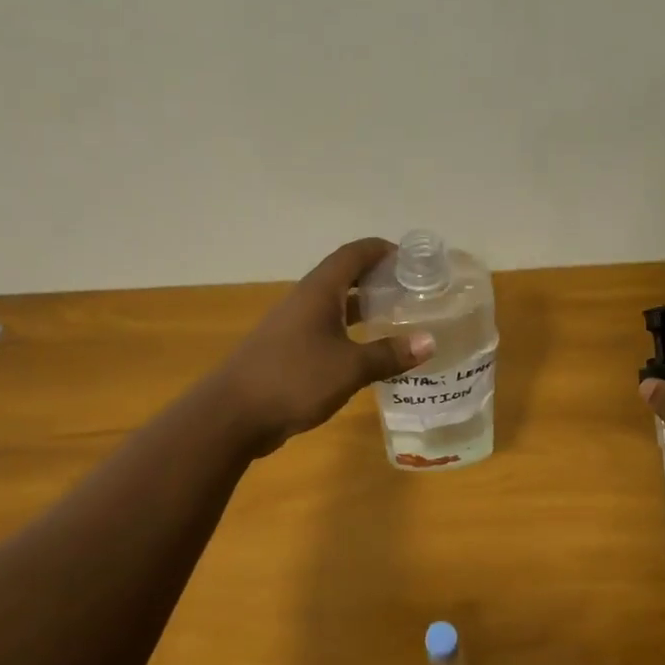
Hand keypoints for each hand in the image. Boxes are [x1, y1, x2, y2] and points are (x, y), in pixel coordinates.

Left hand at [214, 238, 434, 454]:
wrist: (234, 414)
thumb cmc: (294, 379)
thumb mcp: (349, 367)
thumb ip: (389, 354)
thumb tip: (430, 341)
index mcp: (318, 292)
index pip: (353, 254)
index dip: (382, 250)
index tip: (412, 259)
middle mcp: (304, 301)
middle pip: (344, 276)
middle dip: (377, 278)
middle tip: (411, 290)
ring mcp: (292, 326)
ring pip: (333, 305)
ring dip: (362, 306)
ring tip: (396, 317)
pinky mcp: (287, 350)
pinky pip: (324, 329)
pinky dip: (348, 331)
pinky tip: (366, 351)